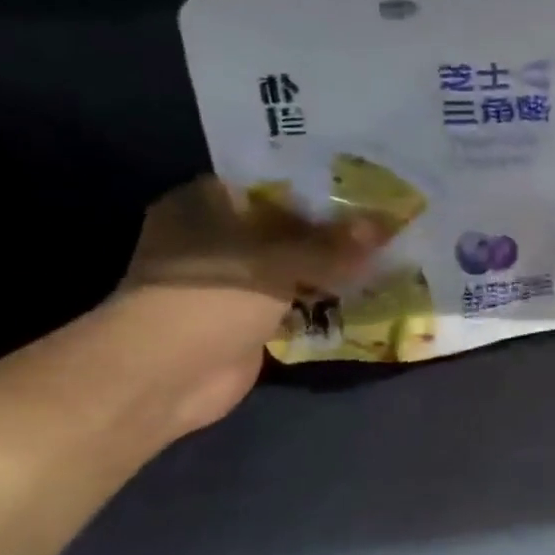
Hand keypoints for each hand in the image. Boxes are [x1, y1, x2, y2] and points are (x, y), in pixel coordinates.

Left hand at [111, 176, 380, 432]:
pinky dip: (323, 299)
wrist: (168, 375)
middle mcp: (216, 235)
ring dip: (331, 265)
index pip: (273, 179)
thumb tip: (387, 225)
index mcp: (207, 202)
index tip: (365, 180)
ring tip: (386, 250)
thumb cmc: (213, 295)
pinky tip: (365, 290)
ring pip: (293, 264)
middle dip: (333, 226)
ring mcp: (231, 280)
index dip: (319, 180)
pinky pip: (295, 300)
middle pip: (287, 224)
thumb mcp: (280, 260)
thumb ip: (334, 243)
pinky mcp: (246, 318)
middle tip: (386, 216)